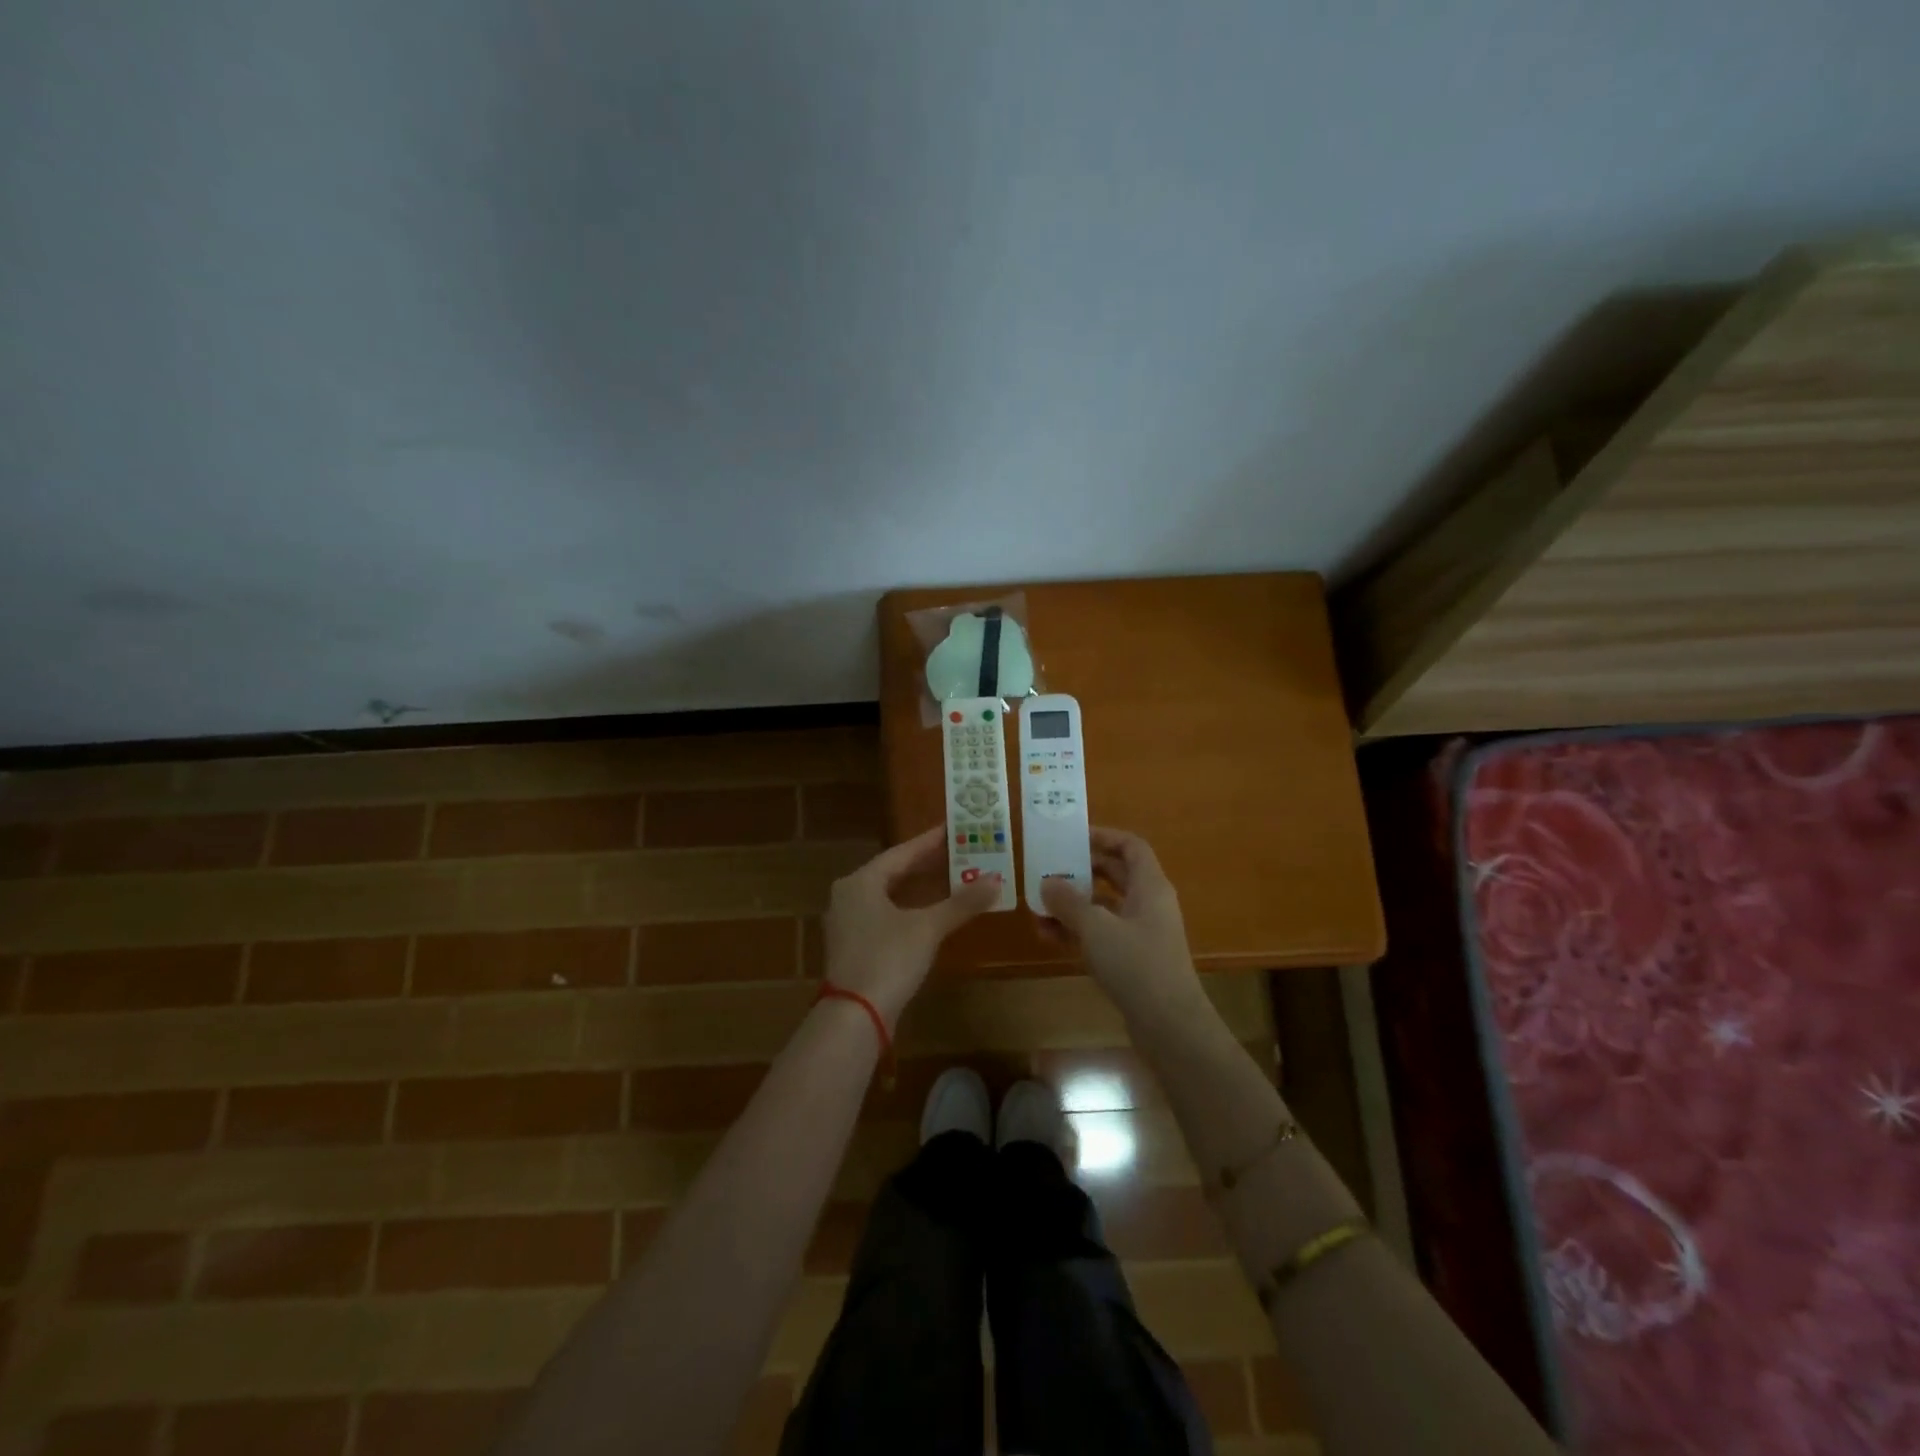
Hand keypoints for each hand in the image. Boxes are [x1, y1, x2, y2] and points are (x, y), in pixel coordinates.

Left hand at [822, 826, 999, 1030]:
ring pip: (889, 895)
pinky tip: (932, 912)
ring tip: (951, 876)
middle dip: (927, 864)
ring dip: (920, 887)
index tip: (954, 827)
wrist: (854, 1016)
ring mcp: (848, 923)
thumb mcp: (928, 928)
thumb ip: (961, 902)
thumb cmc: (888, 959)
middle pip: (894, 872)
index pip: (902, 852)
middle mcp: (849, 896)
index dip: (930, 841)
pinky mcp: (854, 947)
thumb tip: (996, 880)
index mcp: (860, 882)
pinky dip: (910, 909)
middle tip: (960, 851)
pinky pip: (886, 915)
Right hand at [1039, 827, 1202, 1017]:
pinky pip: (1102, 935)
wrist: (1169, 1026)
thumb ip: (1069, 902)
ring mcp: (1142, 934)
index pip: (1131, 847)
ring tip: (1039, 906)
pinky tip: (1048, 936)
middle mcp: (1148, 905)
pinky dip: (1078, 932)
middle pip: (1115, 875)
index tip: (1073, 837)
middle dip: (1082, 871)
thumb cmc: (1137, 964)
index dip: (1104, 836)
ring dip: (1074, 905)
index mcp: (1150, 886)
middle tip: (1050, 867)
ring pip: (1104, 908)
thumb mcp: (1096, 928)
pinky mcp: (1133, 961)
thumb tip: (1047, 883)